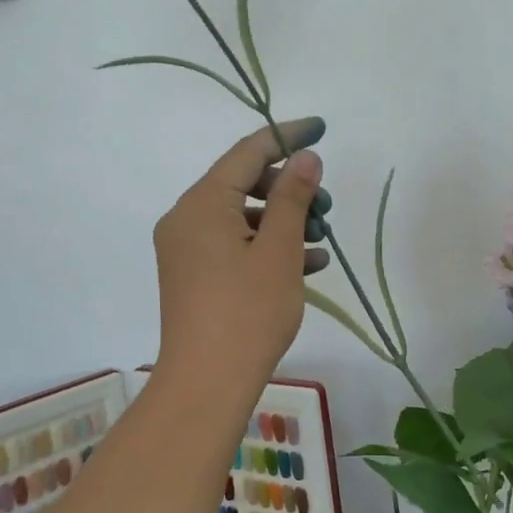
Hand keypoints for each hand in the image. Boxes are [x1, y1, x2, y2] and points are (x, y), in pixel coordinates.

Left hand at [153, 118, 329, 388]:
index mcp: (201, 204)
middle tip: (326, 207)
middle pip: (242, 184)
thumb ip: (293, 198)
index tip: (321, 128)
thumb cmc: (247, 313)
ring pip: (241, 218)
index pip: (248, 152)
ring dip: (283, 222)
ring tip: (322, 241)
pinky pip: (233, 247)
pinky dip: (267, 248)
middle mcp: (186, 219)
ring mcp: (186, 251)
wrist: (207, 384)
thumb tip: (305, 157)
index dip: (286, 136)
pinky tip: (307, 264)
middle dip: (289, 189)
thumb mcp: (279, 251)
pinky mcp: (193, 277)